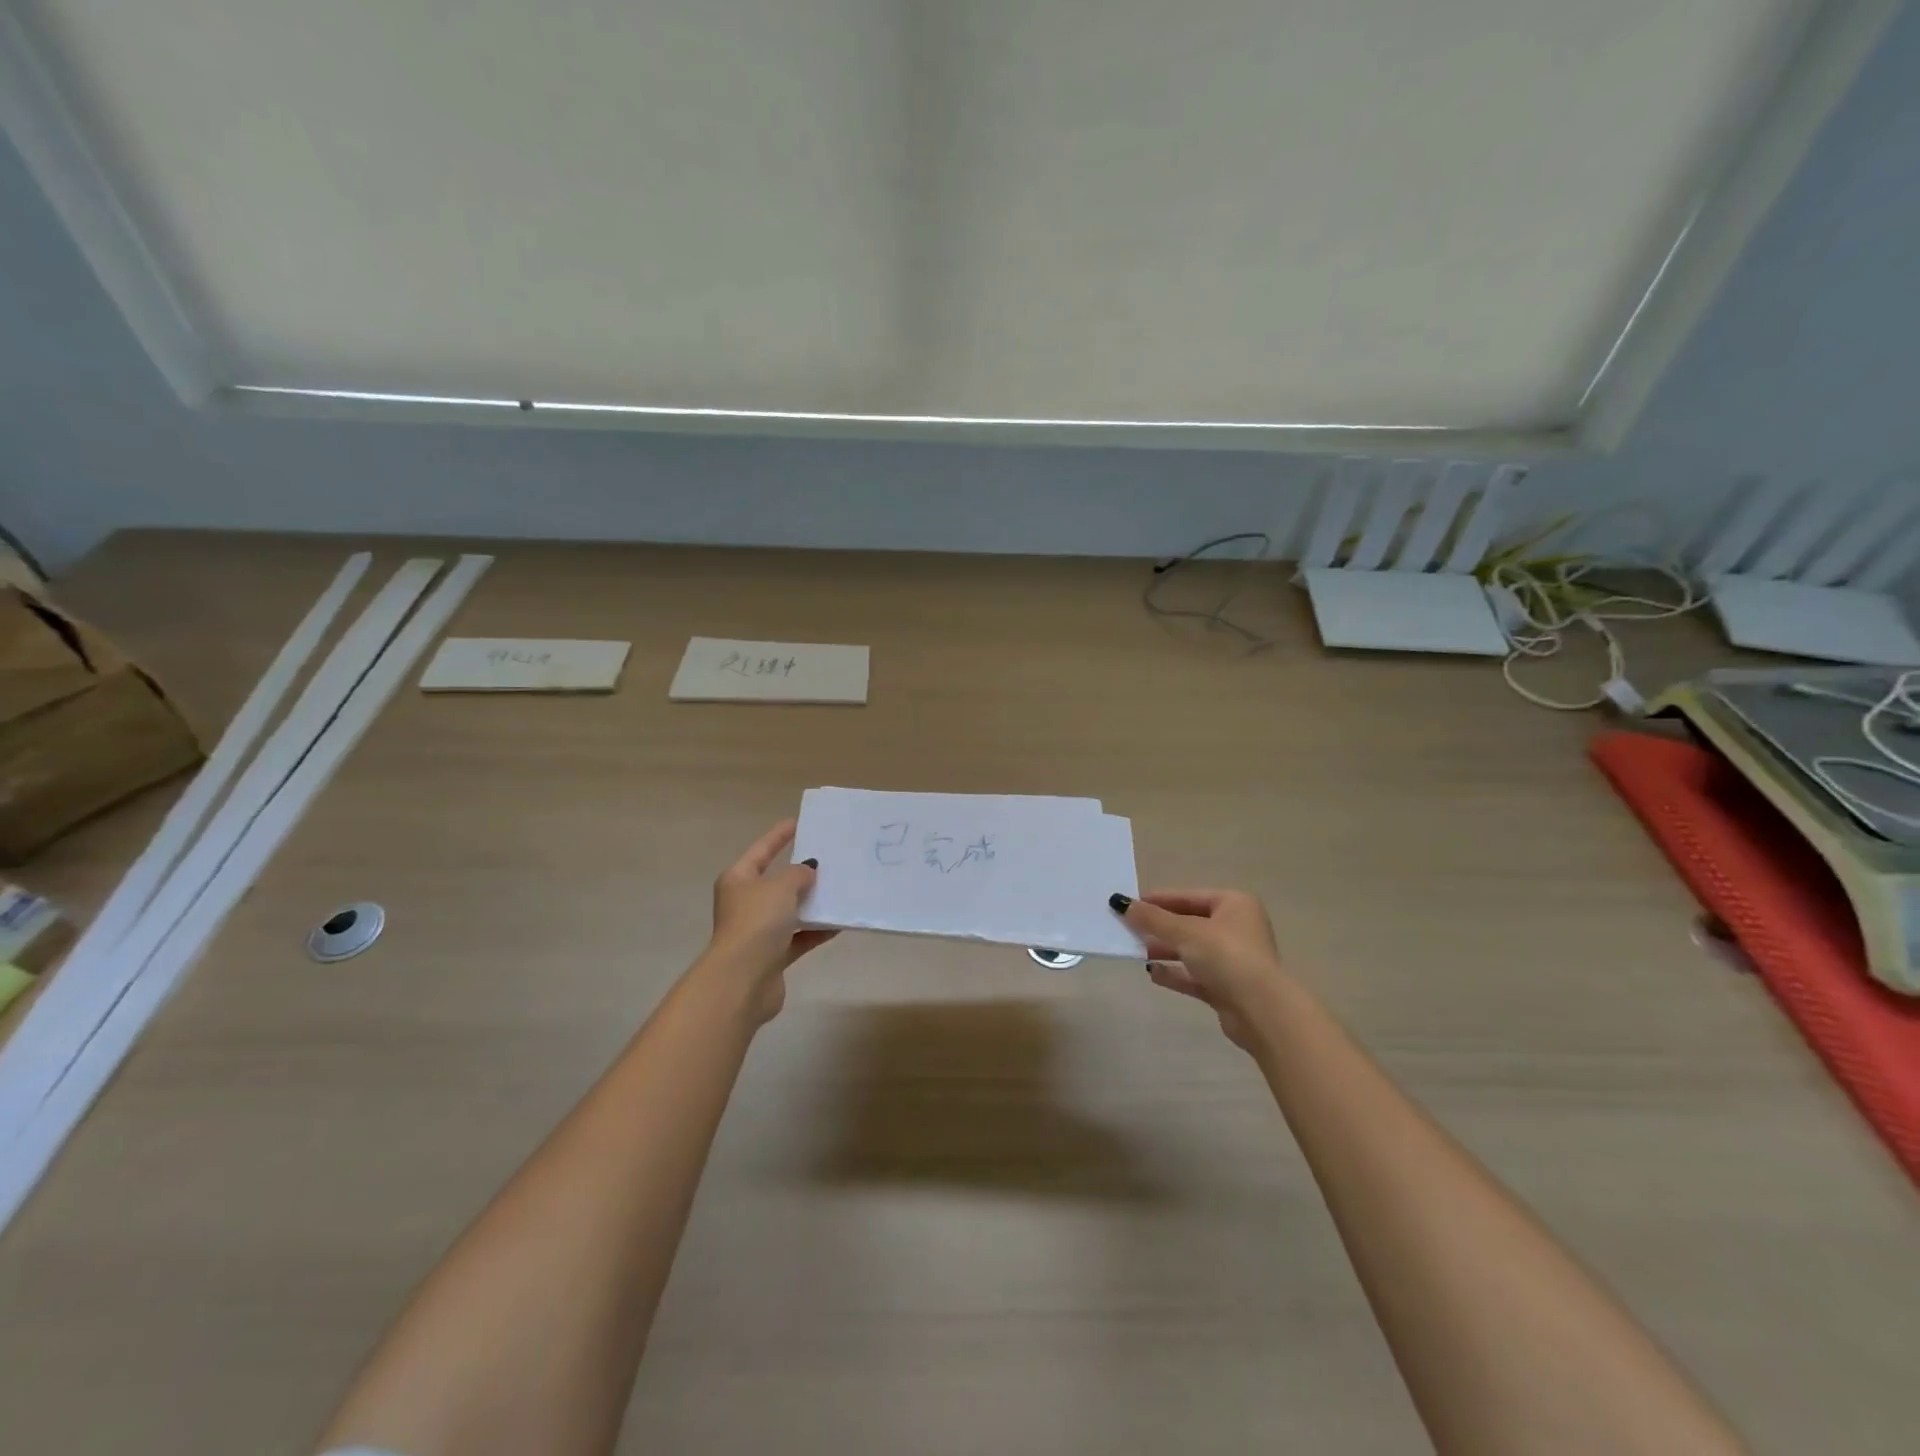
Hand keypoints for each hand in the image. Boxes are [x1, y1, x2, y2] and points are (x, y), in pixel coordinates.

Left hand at [701, 820, 836, 1023]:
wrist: (743, 980)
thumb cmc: (757, 922)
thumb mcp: (781, 886)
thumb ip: (798, 873)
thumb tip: (808, 871)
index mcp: (738, 880)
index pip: (761, 850)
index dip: (779, 836)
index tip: (799, 822)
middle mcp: (745, 903)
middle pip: (775, 882)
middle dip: (800, 872)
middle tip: (829, 857)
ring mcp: (757, 931)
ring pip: (789, 910)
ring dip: (811, 903)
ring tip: (840, 889)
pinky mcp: (772, 956)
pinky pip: (799, 937)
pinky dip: (816, 931)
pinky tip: (839, 923)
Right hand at [1110, 889, 1287, 1051]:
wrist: (1261, 1011)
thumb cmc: (1226, 957)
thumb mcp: (1185, 932)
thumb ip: (1151, 919)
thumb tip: (1120, 902)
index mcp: (1234, 904)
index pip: (1189, 897)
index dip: (1158, 900)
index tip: (1130, 905)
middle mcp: (1237, 928)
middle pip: (1189, 923)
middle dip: (1159, 928)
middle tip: (1128, 930)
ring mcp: (1234, 960)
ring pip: (1191, 950)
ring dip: (1164, 950)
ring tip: (1135, 952)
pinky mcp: (1228, 987)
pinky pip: (1195, 975)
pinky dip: (1175, 973)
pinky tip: (1152, 974)